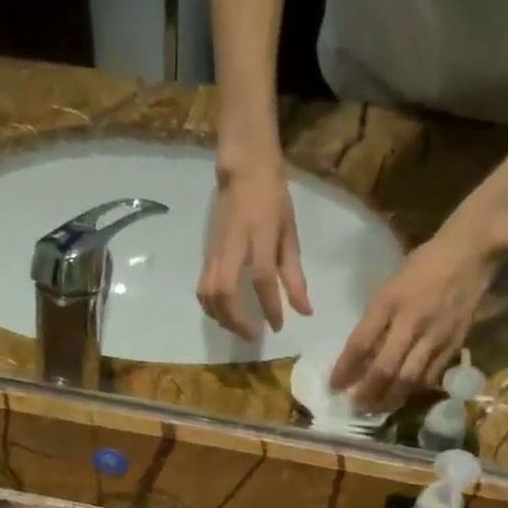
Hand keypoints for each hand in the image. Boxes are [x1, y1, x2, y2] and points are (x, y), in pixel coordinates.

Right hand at [197, 154, 311, 341]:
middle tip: (253, 336)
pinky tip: (224, 316)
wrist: (242, 170)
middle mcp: (233, 246)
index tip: (277, 327)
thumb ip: (295, 274)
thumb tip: (304, 311)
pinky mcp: (205, 256)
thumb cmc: (272, 200)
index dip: (270, 306)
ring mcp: (215, 252)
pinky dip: (211, 308)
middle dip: (238, 320)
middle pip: (226, 292)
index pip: (262, 278)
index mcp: (259, 236)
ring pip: (210, 294)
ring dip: (223, 318)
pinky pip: (202, 289)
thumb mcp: (289, 233)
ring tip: (238, 329)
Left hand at [330, 235, 501, 410]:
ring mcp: (434, 335)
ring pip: (408, 378)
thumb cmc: (423, 266)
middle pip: (384, 368)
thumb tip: (359, 354)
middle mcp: (411, 321)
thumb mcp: (390, 287)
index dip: (344, 369)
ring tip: (377, 409)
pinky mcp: (454, 343)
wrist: (470, 252)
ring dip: (390, 398)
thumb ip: (376, 320)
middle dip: (367, 392)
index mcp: (389, 302)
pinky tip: (404, 396)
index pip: (360, 344)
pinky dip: (414, 390)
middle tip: (356, 407)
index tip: (334, 387)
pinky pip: (431, 375)